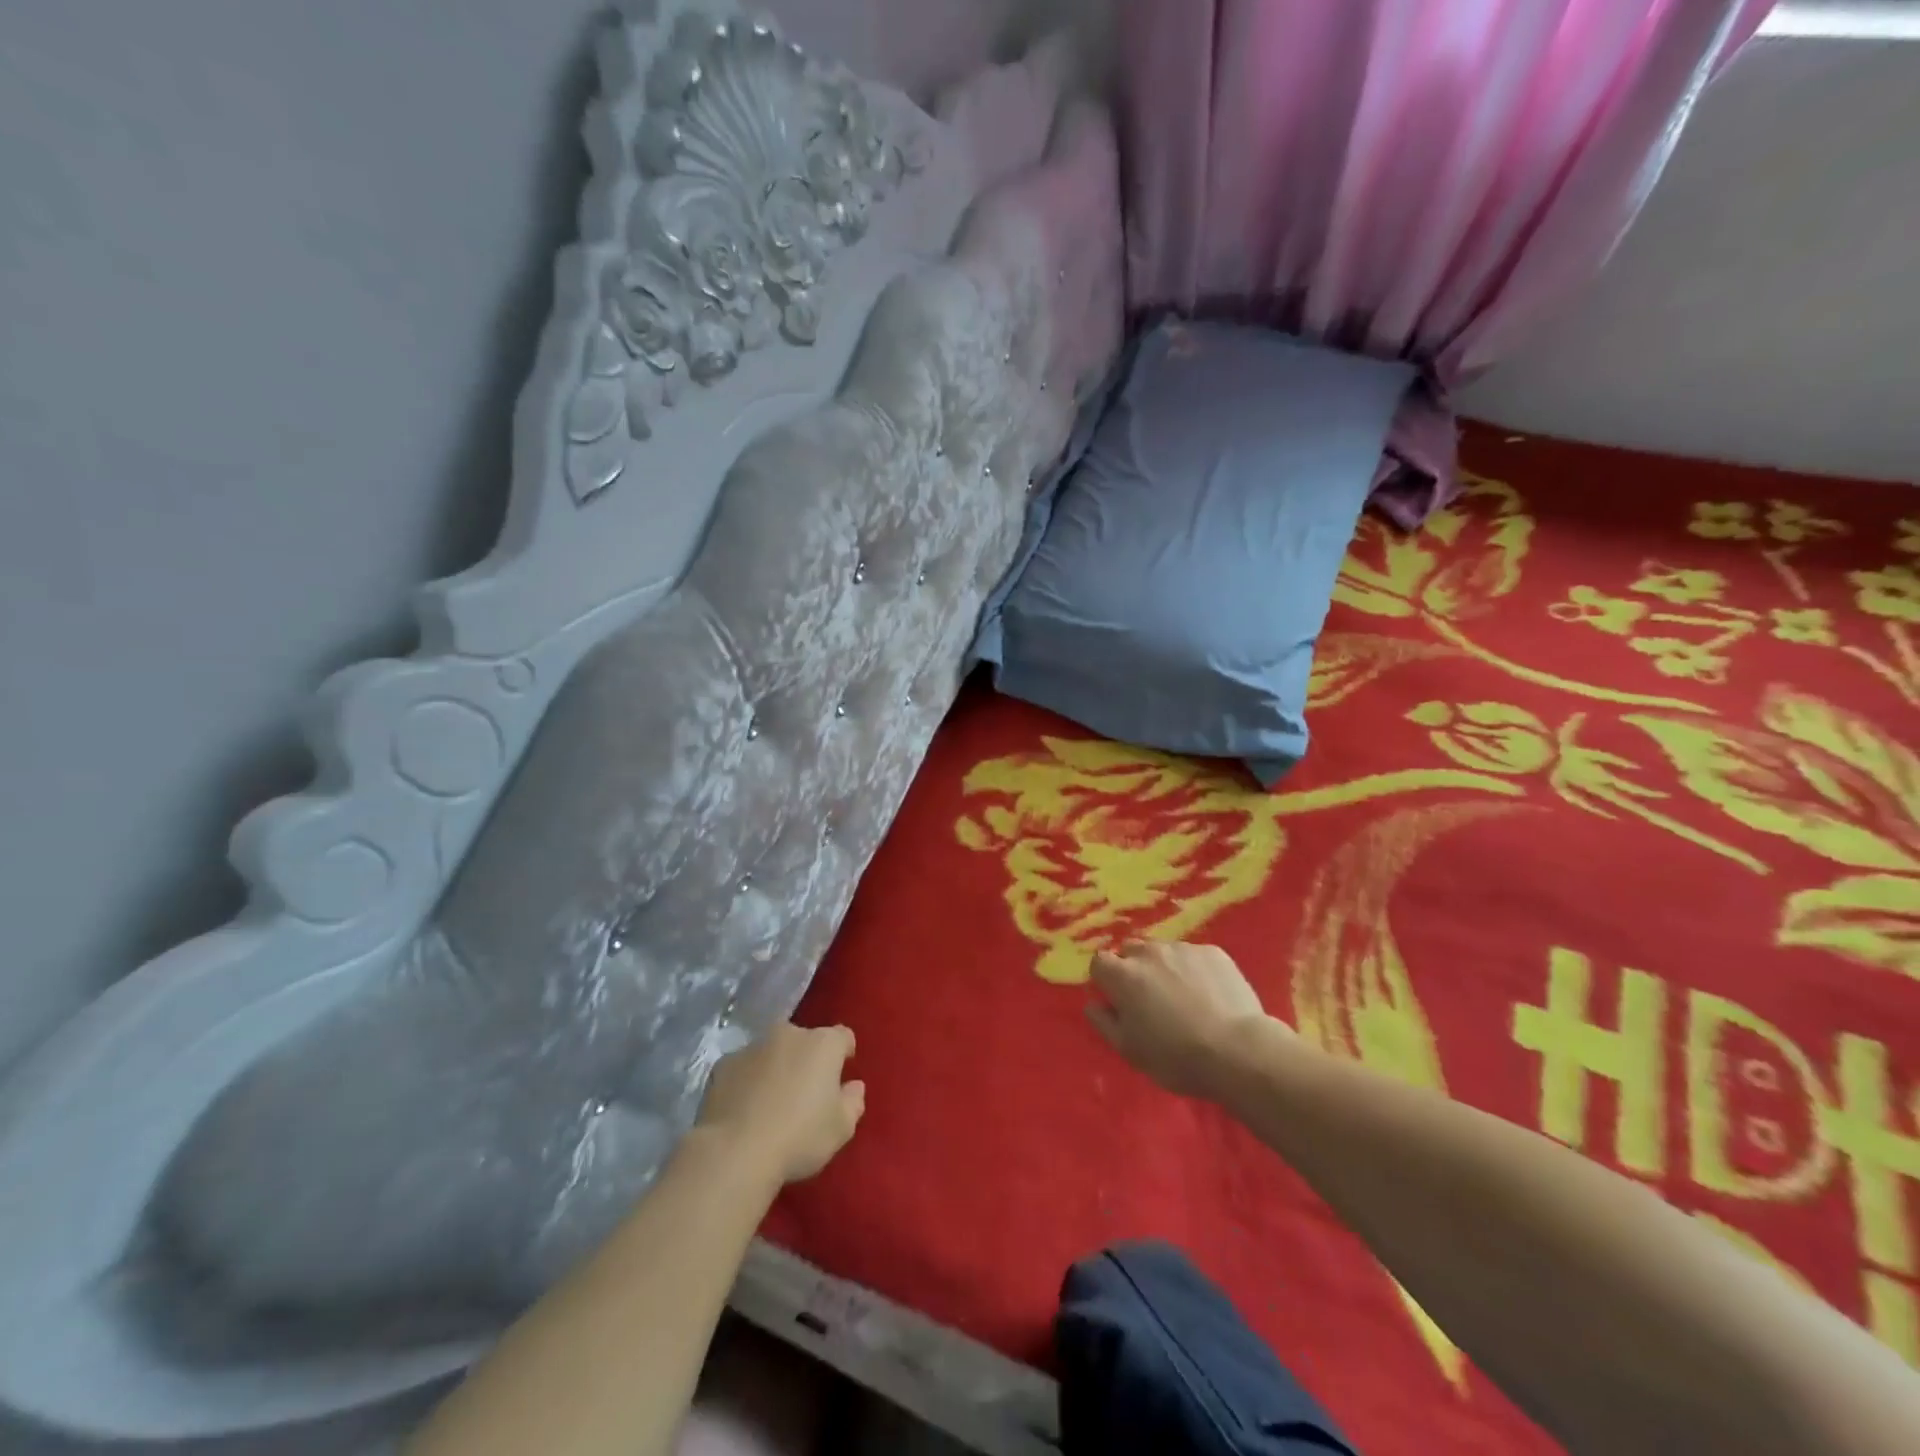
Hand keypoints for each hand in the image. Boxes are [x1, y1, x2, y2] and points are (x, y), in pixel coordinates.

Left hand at [696, 1022, 864, 1183]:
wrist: (735, 1152)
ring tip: (770, 1104)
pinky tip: (743, 1109)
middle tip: (805, 1093)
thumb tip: (853, 1086)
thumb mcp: (841, 1128)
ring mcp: (753, 1046)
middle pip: (805, 1041)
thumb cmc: (799, 1137)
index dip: (844, 1054)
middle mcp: (789, 1034)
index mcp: (823, 1044)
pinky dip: (747, 1081)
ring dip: (776, 1068)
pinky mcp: (724, 1064)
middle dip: (807, 1059)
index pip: (843, 1037)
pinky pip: (743, 1068)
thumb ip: (853, 1102)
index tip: (841, 1077)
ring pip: (772, 1051)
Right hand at [1087, 941, 1274, 1099]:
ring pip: (1164, 952)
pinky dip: (1195, 970)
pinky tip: (1210, 996)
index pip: (1099, 962)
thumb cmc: (1176, 1057)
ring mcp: (1183, 948)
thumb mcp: (1130, 1051)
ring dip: (1165, 968)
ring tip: (1184, 998)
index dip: (1106, 981)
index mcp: (1122, 975)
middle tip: (1151, 1001)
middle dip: (1135, 970)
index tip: (1118, 1002)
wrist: (1238, 1051)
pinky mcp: (1214, 952)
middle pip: (1131, 951)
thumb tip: (1093, 1004)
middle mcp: (1149, 952)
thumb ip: (1104, 1023)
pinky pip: (1194, 956)